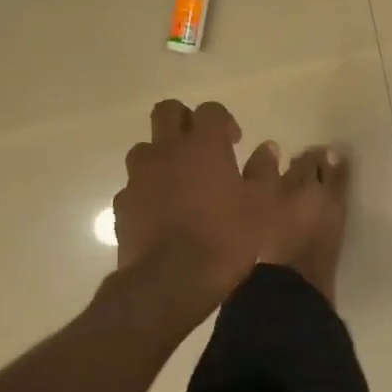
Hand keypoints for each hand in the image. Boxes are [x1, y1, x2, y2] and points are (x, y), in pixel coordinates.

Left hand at [113, 99, 280, 316]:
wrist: (173, 280)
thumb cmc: (227, 238)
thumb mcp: (262, 206)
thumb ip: (264, 172)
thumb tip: (268, 148)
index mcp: (204, 145)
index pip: (210, 110)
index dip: (223, 121)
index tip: (234, 141)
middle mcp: (167, 151)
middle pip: (167, 112)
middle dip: (184, 121)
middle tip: (201, 147)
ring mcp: (139, 177)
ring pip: (145, 148)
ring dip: (162, 156)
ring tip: (180, 181)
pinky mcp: (123, 204)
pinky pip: (134, 186)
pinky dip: (148, 190)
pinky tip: (162, 212)